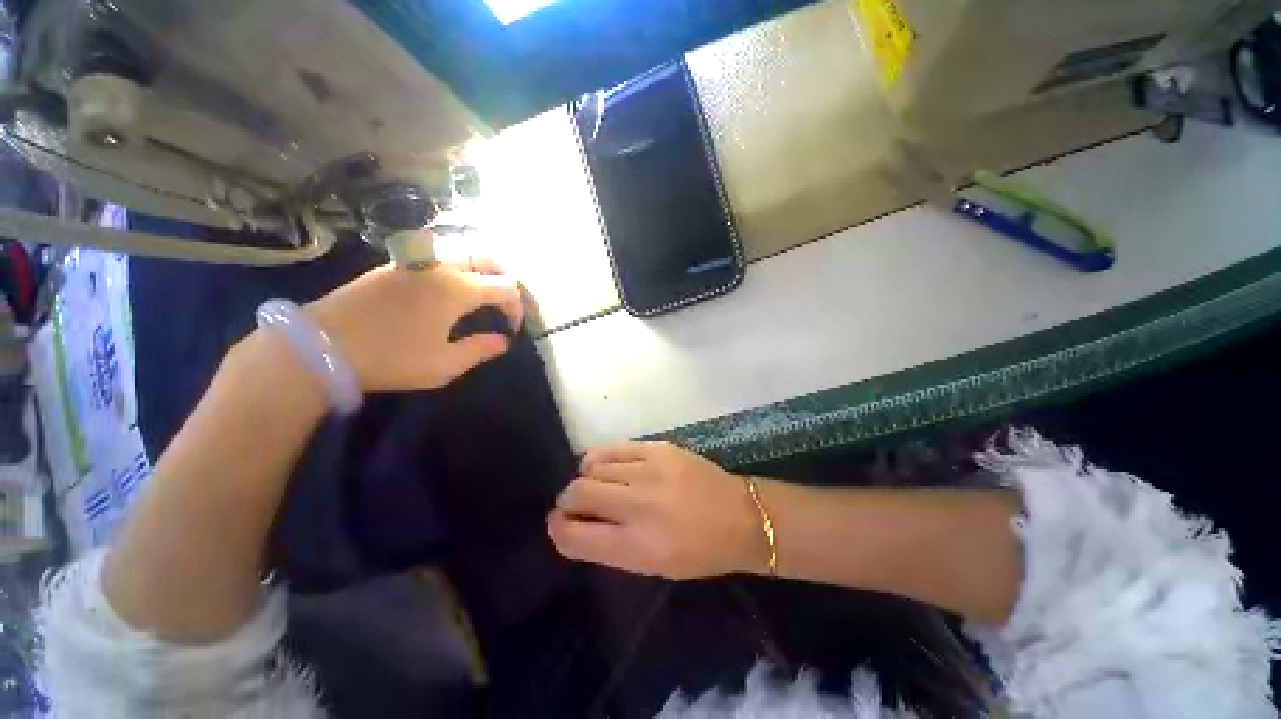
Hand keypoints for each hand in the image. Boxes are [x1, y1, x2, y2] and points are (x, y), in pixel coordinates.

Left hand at [308, 259, 523, 392]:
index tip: (511, 329)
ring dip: (481, 272)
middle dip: (505, 281)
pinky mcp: (393, 266)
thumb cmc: (391, 358)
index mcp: (458, 289)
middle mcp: (441, 267)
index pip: (506, 287)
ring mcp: (414, 262)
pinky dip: (456, 269)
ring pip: (462, 254)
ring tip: (481, 297)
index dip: (516, 307)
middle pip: (488, 260)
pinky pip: (437, 258)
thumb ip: (481, 349)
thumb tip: (503, 341)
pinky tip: (448, 291)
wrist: (319, 345)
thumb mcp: (444, 364)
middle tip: (505, 305)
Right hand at [547, 441, 766, 579]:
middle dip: (568, 501)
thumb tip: (574, 525)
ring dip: (587, 479)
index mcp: (635, 547)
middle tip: (576, 504)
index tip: (557, 523)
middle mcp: (638, 506)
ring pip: (593, 467)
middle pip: (577, 494)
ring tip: (598, 484)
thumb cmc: (698, 552)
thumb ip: (609, 546)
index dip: (558, 529)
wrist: (741, 516)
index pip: (575, 535)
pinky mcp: (659, 448)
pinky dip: (602, 458)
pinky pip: (613, 449)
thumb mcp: (652, 565)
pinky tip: (607, 466)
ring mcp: (649, 471)